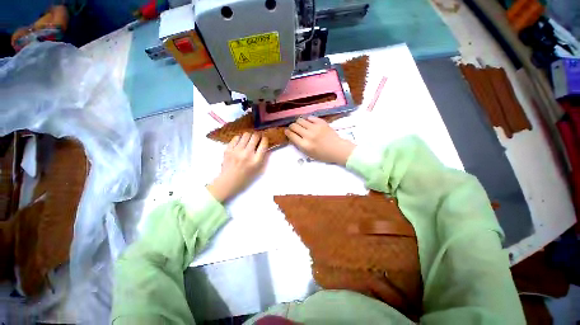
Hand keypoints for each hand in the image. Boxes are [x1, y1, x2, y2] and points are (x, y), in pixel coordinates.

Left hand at [207, 133, 268, 201]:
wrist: (229, 181)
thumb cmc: (246, 177)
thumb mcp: (259, 169)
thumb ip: (264, 157)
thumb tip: (266, 145)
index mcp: (256, 160)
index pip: (263, 144)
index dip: (265, 139)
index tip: (264, 139)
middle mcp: (247, 154)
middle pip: (255, 136)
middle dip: (258, 136)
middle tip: (257, 138)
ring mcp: (237, 151)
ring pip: (246, 134)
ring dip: (249, 136)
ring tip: (249, 140)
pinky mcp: (228, 149)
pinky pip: (236, 137)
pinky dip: (240, 138)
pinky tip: (241, 142)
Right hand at [285, 116, 354, 164]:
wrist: (337, 149)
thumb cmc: (323, 154)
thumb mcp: (309, 154)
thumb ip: (299, 146)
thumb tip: (292, 137)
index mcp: (305, 145)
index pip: (291, 135)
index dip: (287, 132)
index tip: (287, 131)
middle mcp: (308, 135)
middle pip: (294, 126)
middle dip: (291, 127)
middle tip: (293, 128)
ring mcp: (315, 127)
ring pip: (300, 120)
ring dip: (298, 122)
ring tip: (300, 125)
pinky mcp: (321, 122)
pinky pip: (310, 117)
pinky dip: (307, 120)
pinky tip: (309, 123)